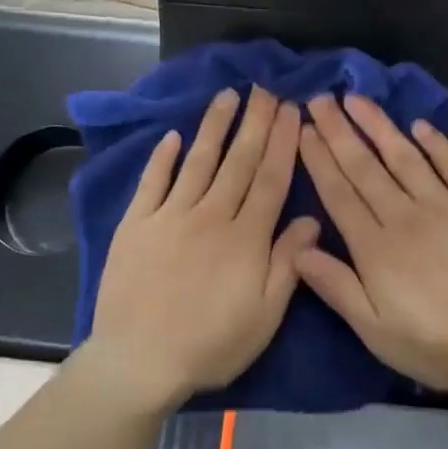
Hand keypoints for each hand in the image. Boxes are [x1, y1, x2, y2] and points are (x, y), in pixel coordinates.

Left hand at [89, 88, 317, 408]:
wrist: (139, 360)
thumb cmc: (210, 345)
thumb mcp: (264, 317)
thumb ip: (287, 264)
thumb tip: (311, 219)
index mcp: (245, 238)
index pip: (269, 179)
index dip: (282, 142)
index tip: (291, 110)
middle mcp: (210, 216)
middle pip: (238, 161)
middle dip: (255, 122)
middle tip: (265, 88)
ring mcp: (169, 216)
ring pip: (198, 162)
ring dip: (214, 126)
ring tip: (227, 95)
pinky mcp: (136, 225)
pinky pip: (153, 183)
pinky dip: (163, 158)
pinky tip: (174, 136)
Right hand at [294, 93, 447, 395]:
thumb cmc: (440, 345)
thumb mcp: (376, 330)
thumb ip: (336, 286)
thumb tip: (298, 248)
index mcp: (375, 247)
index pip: (339, 193)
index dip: (319, 160)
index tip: (304, 129)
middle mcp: (405, 216)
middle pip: (365, 167)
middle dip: (339, 131)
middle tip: (320, 98)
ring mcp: (446, 206)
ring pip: (404, 157)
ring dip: (379, 126)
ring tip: (358, 99)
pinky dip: (436, 144)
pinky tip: (421, 126)